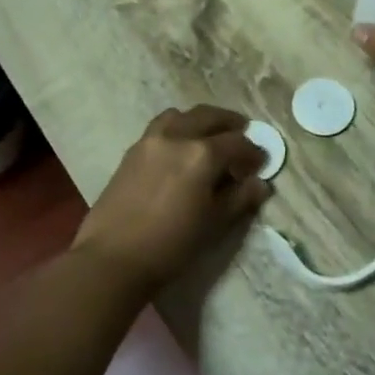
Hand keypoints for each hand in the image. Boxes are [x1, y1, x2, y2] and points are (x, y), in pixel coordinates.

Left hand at [71, 105, 270, 293]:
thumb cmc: (171, 244)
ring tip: (209, 135)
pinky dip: (177, 128)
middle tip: (243, 133)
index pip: (237, 143)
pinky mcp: (131, 151)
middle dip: (230, 123)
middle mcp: (177, 136)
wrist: (113, 258)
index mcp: (202, 154)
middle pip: (208, 116)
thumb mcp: (214, 223)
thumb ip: (239, 199)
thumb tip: (260, 184)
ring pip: (181, 115)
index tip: (262, 162)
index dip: (253, 152)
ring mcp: (150, 140)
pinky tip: (180, 149)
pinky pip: (160, 127)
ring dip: (200, 120)